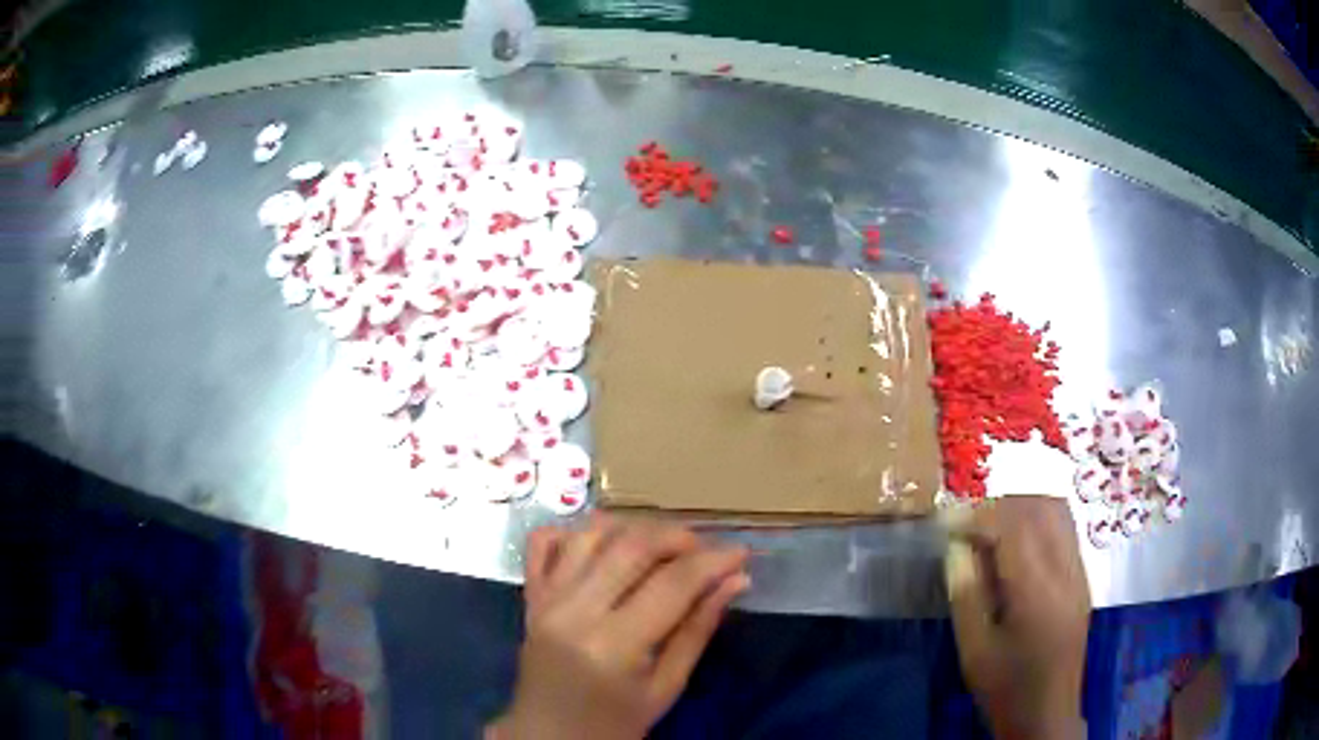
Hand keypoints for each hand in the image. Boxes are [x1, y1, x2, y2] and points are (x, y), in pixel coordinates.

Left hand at [488, 514, 750, 739]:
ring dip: (633, 529)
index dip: (713, 562)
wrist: (549, 736)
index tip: (741, 553)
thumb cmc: (615, 723)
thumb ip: (698, 629)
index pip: (672, 584)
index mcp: (614, 646)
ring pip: (591, 534)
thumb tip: (736, 581)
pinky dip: (574, 532)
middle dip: (677, 537)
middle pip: (631, 546)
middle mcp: (574, 612)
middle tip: (705, 550)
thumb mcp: (667, 687)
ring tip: (662, 547)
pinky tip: (602, 545)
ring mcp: (546, 600)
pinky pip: (542, 542)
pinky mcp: (530, 596)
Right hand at [944, 497, 1089, 739]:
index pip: (1012, 529)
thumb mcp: (974, 650)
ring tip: (990, 528)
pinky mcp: (1082, 578)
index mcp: (1037, 593)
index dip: (977, 516)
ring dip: (1021, 508)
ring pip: (1057, 512)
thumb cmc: (1005, 687)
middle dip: (1000, 506)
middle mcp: (1066, 572)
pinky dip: (1038, 522)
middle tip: (967, 523)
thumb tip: (955, 548)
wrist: (1046, 712)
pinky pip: (1064, 530)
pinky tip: (1015, 545)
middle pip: (1040, 509)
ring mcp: (1079, 572)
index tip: (946, 523)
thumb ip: (966, 594)